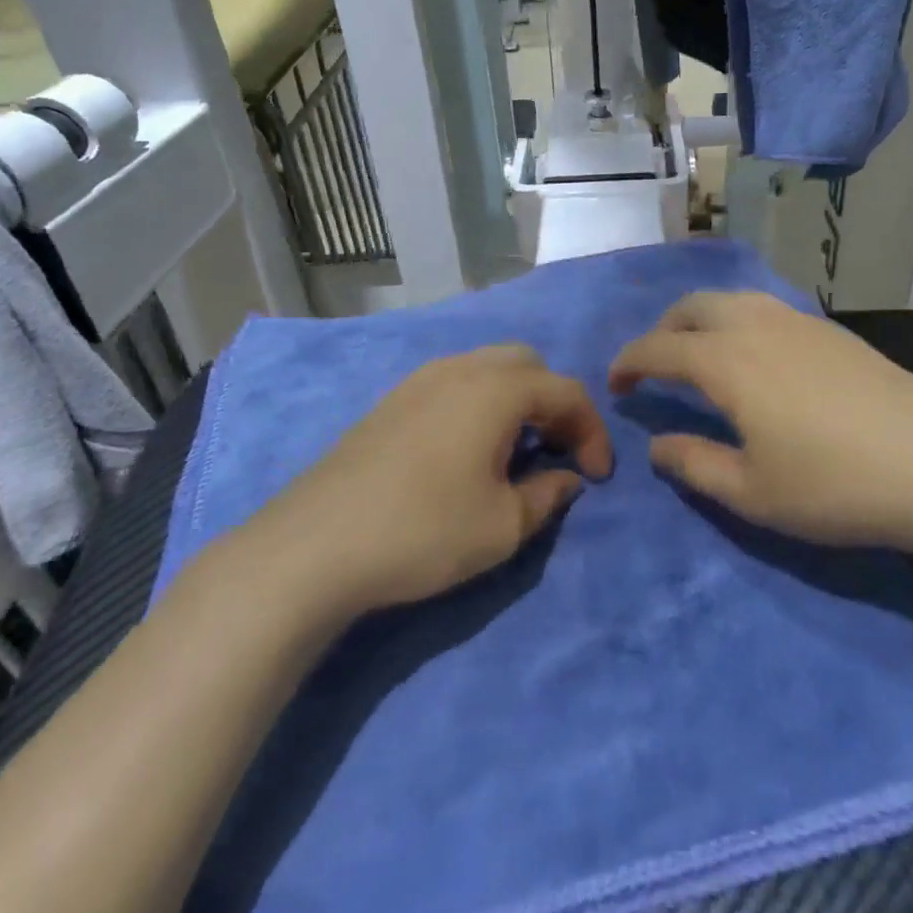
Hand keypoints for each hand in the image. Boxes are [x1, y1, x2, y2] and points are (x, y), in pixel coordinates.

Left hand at [245, 345, 612, 614]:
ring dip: (516, 400)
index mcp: (497, 389)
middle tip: (557, 451)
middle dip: (554, 403)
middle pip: (528, 365)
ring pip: (487, 368)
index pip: (566, 392)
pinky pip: (454, 383)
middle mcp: (460, 369)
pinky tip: (468, 450)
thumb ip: (547, 495)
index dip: (593, 431)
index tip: (598, 476)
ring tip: (516, 450)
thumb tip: (566, 477)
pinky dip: (479, 403)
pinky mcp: (391, 401)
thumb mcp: (502, 526)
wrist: (313, 547)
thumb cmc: (423, 531)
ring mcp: (419, 380)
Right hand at [608, 292, 912, 553]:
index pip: (658, 348)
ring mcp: (799, 320)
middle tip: (653, 366)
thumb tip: (657, 444)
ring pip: (732, 299)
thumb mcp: (752, 492)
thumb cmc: (835, 485)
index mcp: (726, 362)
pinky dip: (738, 319)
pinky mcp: (832, 329)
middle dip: (661, 330)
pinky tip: (755, 354)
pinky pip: (765, 307)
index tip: (615, 385)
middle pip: (692, 307)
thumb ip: (694, 464)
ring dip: (700, 319)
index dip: (628, 363)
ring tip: (699, 355)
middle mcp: (756, 325)